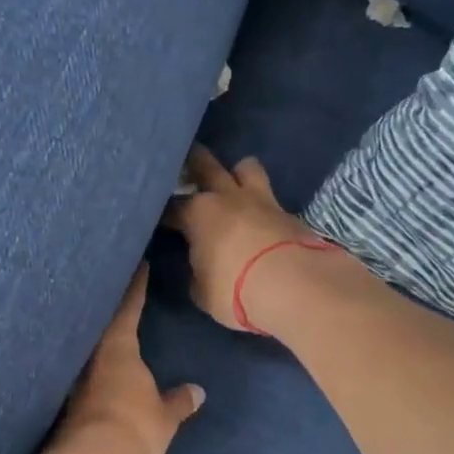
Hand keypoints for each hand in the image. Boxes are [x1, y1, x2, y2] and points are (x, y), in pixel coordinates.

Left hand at [55, 268, 204, 453]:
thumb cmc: (133, 427)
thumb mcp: (164, 416)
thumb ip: (178, 402)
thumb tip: (197, 392)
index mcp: (118, 347)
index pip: (128, 307)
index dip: (135, 286)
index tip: (139, 265)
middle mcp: (91, 355)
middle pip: (99, 322)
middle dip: (107, 306)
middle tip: (114, 288)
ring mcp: (73, 377)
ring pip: (86, 347)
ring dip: (94, 337)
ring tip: (104, 328)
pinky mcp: (63, 401)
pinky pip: (79, 372)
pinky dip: (87, 366)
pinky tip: (92, 371)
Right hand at [164, 146, 344, 333]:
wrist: (295, 286)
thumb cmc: (235, 289)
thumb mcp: (203, 291)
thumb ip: (198, 272)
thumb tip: (201, 265)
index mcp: (198, 213)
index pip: (172, 207)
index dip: (163, 212)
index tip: (158, 218)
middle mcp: (227, 197)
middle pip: (206, 166)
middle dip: (193, 162)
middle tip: (187, 165)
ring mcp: (262, 200)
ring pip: (246, 167)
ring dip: (237, 173)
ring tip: (233, 185)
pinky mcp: (289, 212)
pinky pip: (271, 197)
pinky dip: (262, 205)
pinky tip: (261, 218)